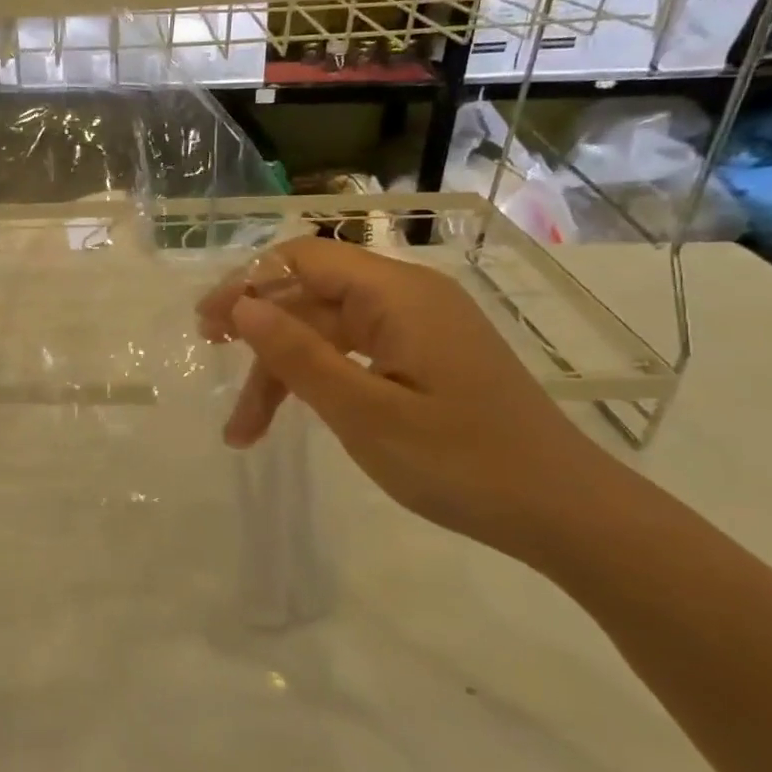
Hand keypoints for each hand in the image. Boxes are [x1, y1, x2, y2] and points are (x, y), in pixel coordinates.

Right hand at [198, 237, 626, 559]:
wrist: (565, 513)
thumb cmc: (462, 462)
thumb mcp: (363, 412)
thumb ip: (297, 355)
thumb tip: (242, 306)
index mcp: (397, 295)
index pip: (303, 259)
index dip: (247, 283)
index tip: (206, 324)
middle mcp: (408, 298)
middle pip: (311, 299)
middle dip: (260, 340)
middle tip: (214, 374)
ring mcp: (419, 329)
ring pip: (327, 333)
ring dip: (283, 372)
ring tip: (245, 432)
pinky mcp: (426, 359)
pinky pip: (354, 353)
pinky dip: (317, 380)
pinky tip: (293, 413)